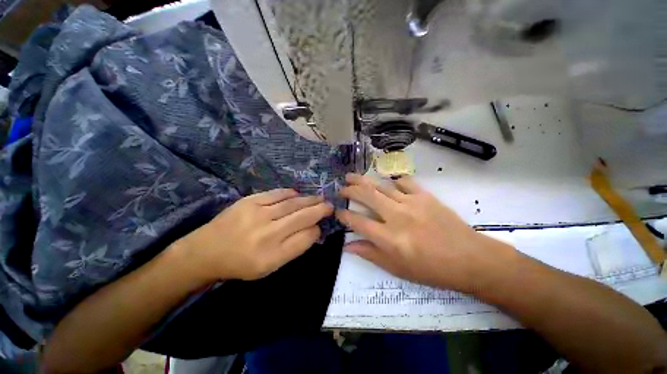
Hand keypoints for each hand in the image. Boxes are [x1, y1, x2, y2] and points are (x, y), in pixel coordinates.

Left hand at [175, 189, 332, 281]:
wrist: (206, 251)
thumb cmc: (241, 264)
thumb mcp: (270, 267)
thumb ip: (294, 249)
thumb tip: (312, 229)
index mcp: (273, 256)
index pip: (306, 238)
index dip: (317, 230)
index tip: (320, 226)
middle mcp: (268, 234)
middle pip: (303, 217)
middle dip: (320, 210)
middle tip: (330, 205)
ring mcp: (258, 214)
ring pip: (293, 204)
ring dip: (309, 200)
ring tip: (318, 198)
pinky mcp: (249, 201)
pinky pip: (277, 194)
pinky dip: (290, 193)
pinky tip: (297, 194)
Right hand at [336, 173, 514, 292]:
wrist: (469, 258)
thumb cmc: (431, 269)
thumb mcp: (397, 269)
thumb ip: (370, 254)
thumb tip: (348, 245)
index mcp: (389, 238)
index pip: (358, 222)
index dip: (344, 215)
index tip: (337, 211)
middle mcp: (397, 217)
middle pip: (366, 196)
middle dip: (350, 190)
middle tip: (341, 187)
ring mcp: (411, 203)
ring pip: (381, 186)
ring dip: (364, 181)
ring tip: (352, 176)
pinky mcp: (425, 196)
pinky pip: (404, 182)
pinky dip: (393, 181)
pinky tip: (388, 183)